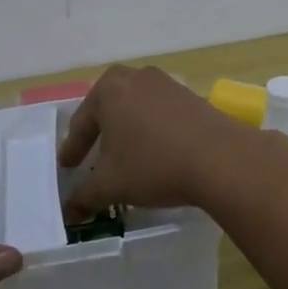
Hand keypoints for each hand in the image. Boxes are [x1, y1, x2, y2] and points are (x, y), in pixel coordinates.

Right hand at [58, 66, 246, 218]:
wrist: (220, 158)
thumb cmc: (153, 164)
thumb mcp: (110, 185)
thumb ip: (84, 196)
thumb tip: (69, 211)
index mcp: (109, 89)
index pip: (82, 124)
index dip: (73, 149)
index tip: (67, 167)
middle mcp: (136, 77)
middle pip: (109, 109)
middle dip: (100, 133)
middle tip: (91, 156)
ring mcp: (167, 84)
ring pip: (136, 110)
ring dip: (128, 132)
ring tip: (124, 156)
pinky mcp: (192, 97)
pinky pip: (161, 114)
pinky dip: (152, 132)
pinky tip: (155, 153)